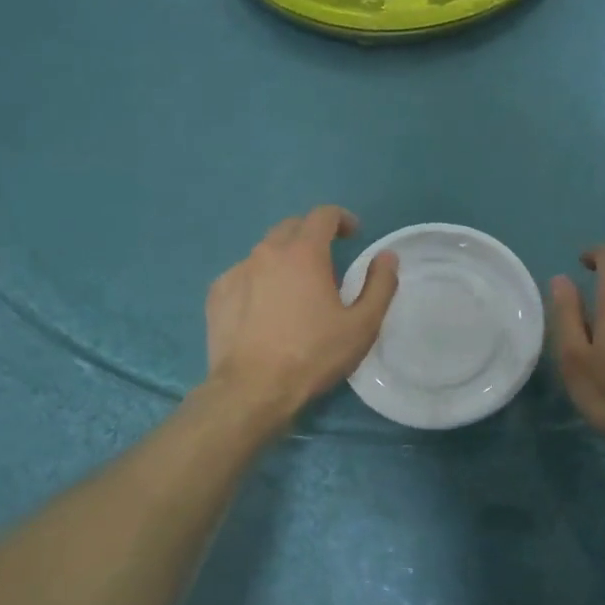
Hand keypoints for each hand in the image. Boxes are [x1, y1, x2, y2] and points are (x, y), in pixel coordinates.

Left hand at [204, 206, 399, 421]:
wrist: (252, 389)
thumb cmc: (313, 356)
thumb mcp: (362, 326)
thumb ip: (380, 285)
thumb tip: (387, 256)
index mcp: (303, 253)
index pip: (323, 215)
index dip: (341, 219)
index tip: (352, 235)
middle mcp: (266, 252)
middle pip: (291, 227)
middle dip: (311, 235)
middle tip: (326, 262)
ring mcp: (236, 271)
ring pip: (264, 252)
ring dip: (284, 259)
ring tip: (294, 289)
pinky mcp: (217, 294)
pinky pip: (242, 275)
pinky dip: (258, 281)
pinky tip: (264, 309)